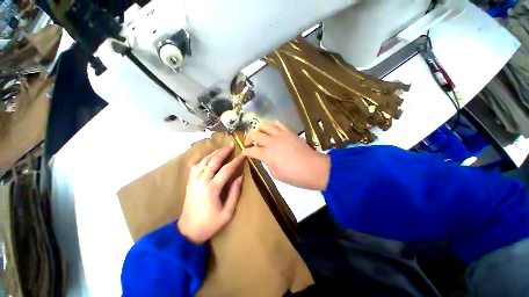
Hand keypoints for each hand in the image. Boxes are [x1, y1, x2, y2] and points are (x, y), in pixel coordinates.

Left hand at [177, 144, 244, 243]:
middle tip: (231, 145)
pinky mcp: (189, 183)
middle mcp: (201, 181)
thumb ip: (234, 192)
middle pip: (213, 161)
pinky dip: (202, 159)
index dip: (236, 161)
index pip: (227, 169)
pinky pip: (195, 166)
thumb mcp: (227, 212)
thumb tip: (240, 176)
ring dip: (213, 153)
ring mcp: (193, 181)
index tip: (243, 155)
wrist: (187, 231)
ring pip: (203, 161)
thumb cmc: (210, 223)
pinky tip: (207, 156)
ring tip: (221, 148)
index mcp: (212, 188)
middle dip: (223, 152)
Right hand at [242, 121, 329, 190]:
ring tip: (259, 135)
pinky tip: (271, 131)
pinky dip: (271, 126)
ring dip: (258, 129)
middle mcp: (271, 141)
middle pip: (254, 134)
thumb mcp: (276, 174)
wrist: (313, 168)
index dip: (245, 152)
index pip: (251, 150)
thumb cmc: (294, 176)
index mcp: (267, 154)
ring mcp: (280, 134)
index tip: (244, 152)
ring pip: (264, 124)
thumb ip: (267, 163)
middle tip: (249, 143)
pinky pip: (277, 123)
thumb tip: (265, 157)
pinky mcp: (288, 131)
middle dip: (248, 138)